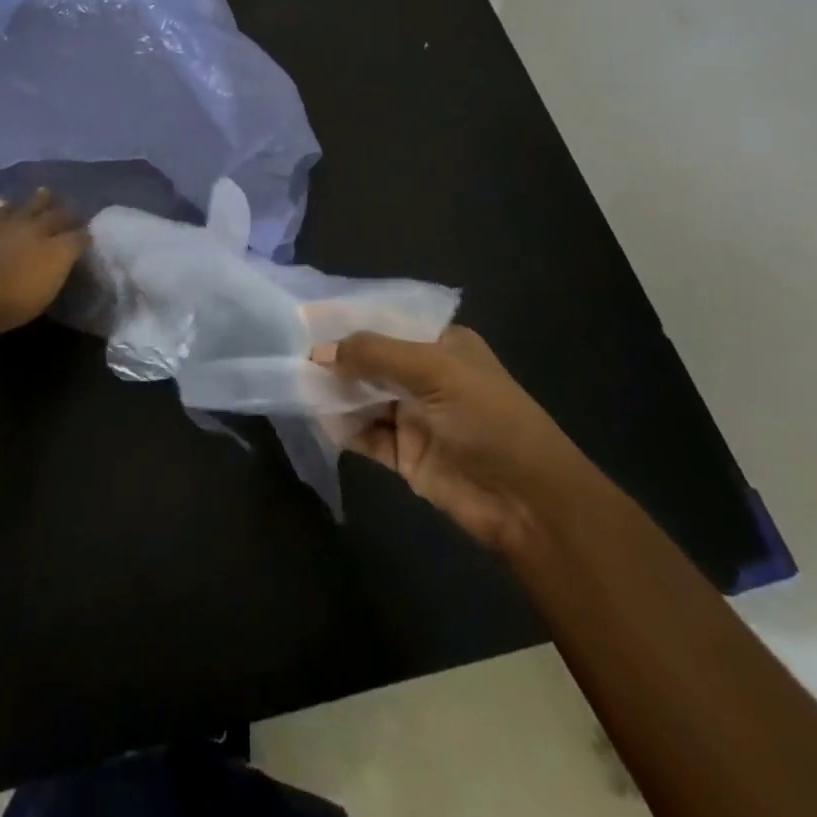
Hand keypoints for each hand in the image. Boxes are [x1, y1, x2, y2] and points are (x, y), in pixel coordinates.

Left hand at [0, 189, 89, 338]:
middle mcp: (38, 232)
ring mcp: (11, 228)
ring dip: (40, 199)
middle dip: (68, 211)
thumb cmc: (13, 304)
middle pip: (57, 216)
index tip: (90, 234)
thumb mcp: (46, 295)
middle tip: (74, 207)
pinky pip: (0, 212)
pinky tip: (5, 202)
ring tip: (45, 191)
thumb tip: (67, 258)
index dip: (85, 235)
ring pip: (30, 206)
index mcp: (58, 251)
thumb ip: (58, 272)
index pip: (79, 237)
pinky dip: (5, 206)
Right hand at [312, 326, 587, 553]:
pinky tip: (315, 416)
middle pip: (371, 359)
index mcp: (442, 344)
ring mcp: (414, 416)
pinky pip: (364, 434)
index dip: (349, 318)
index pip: (387, 321)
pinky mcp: (405, 455)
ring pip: (363, 396)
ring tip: (293, 380)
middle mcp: (426, 375)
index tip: (306, 314)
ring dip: (334, 391)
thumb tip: (318, 351)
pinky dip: (341, 427)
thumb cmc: (488, 418)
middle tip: (288, 348)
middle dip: (336, 356)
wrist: (528, 502)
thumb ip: (374, 355)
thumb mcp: (433, 371)